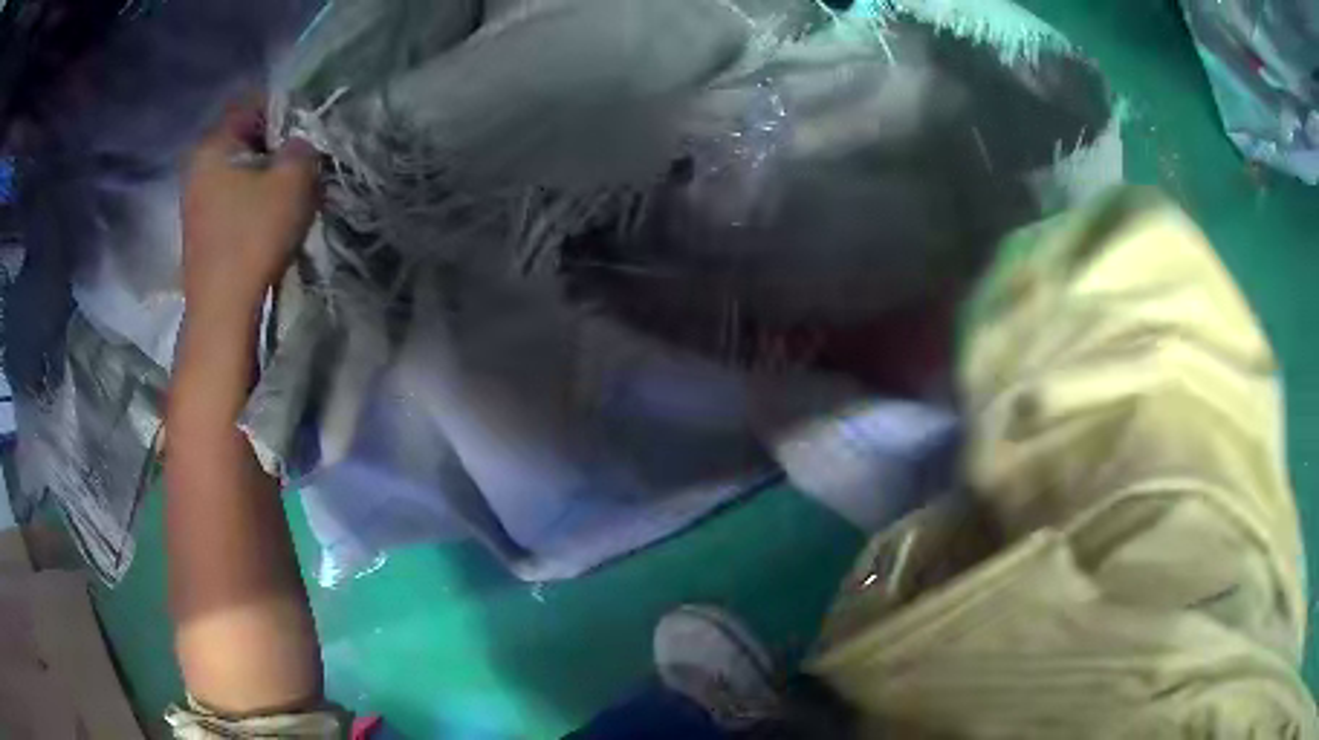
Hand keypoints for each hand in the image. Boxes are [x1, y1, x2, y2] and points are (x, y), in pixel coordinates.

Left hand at [181, 99, 319, 319]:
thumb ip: (303, 147)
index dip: (285, 109)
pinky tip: (272, 214)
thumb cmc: (253, 237)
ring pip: (240, 169)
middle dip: (277, 143)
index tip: (308, 126)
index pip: (252, 104)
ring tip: (292, 190)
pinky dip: (254, 197)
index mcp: (213, 145)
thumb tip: (299, 144)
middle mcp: (198, 166)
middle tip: (304, 160)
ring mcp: (196, 200)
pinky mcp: (202, 228)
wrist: (223, 311)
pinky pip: (233, 195)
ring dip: (267, 173)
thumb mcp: (294, 180)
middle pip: (244, 137)